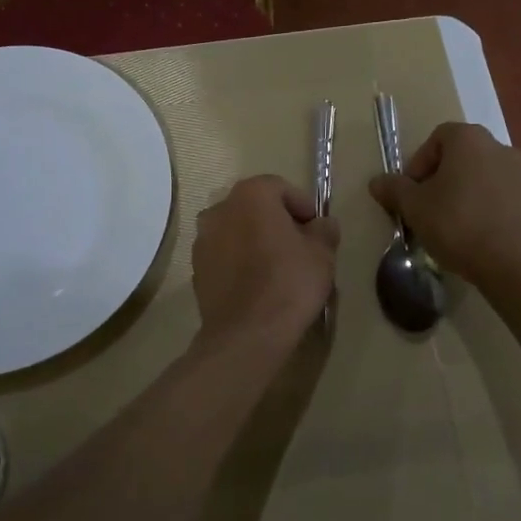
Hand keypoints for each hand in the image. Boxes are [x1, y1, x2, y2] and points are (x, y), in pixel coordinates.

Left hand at [192, 175, 339, 344]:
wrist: (247, 333)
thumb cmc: (289, 283)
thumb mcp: (322, 255)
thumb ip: (324, 231)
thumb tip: (323, 225)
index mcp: (251, 195)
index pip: (280, 187)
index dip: (302, 206)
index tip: (316, 230)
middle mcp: (220, 208)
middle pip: (255, 206)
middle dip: (277, 221)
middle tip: (300, 247)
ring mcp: (203, 239)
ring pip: (237, 230)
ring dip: (255, 240)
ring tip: (277, 267)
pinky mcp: (196, 268)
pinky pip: (224, 254)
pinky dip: (239, 261)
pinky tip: (256, 284)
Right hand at [368, 122, 520, 287]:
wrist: (513, 263)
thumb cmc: (457, 224)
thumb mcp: (414, 207)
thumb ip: (394, 189)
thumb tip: (376, 181)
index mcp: (468, 138)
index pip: (436, 139)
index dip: (418, 163)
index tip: (411, 192)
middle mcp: (497, 145)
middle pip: (459, 155)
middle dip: (439, 178)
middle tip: (426, 207)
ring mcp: (520, 171)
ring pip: (479, 174)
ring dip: (462, 191)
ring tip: (450, 222)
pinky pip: (498, 192)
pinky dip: (483, 204)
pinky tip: (474, 231)